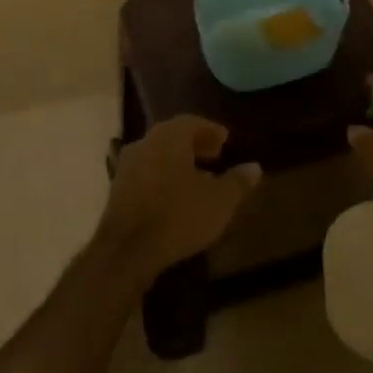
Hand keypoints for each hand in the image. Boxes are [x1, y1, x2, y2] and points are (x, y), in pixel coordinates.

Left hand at [94, 116, 261, 285]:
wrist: (127, 251)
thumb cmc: (178, 216)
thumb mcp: (219, 201)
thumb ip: (238, 181)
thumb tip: (254, 167)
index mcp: (169, 137)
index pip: (192, 122)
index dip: (211, 130)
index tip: (226, 141)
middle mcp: (145, 143)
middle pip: (173, 137)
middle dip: (196, 145)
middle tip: (216, 156)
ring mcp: (127, 166)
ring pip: (158, 155)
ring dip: (179, 162)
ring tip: (200, 179)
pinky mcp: (117, 190)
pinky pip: (146, 173)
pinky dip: (163, 177)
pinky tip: (176, 197)